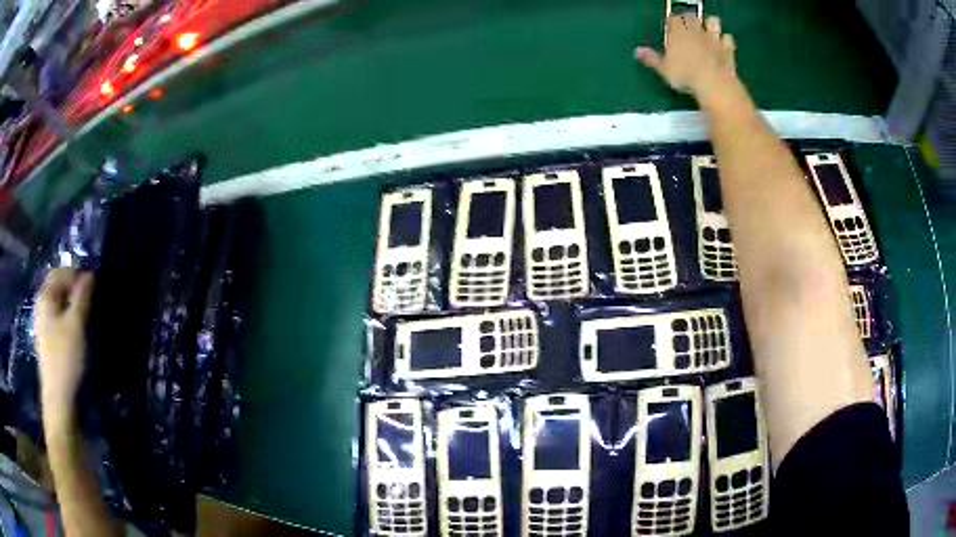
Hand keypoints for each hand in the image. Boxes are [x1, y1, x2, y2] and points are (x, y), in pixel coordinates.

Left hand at [35, 269, 94, 429]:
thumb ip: (82, 296)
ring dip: (70, 306)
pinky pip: (56, 320)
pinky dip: (66, 319)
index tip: (92, 288)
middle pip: (57, 287)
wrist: (58, 398)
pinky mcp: (46, 341)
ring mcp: (41, 325)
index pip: (61, 272)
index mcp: (45, 296)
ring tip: (84, 318)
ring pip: (57, 305)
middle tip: (89, 303)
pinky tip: (74, 333)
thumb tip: (90, 275)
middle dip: (73, 290)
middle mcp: (40, 305)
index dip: (77, 275)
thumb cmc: (65, 357)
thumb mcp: (76, 324)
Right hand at [635, 16, 736, 102]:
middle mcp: (695, 30)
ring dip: (711, 25)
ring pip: (713, 22)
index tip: (671, 28)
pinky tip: (724, 45)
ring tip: (709, 31)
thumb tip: (638, 51)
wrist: (713, 83)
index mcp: (677, 31)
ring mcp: (713, 38)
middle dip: (691, 20)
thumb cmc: (685, 75)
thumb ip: (652, 59)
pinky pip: (728, 39)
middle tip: (689, 28)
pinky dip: (726, 41)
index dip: (672, 22)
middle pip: (692, 16)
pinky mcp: (728, 49)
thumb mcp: (664, 69)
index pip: (673, 18)